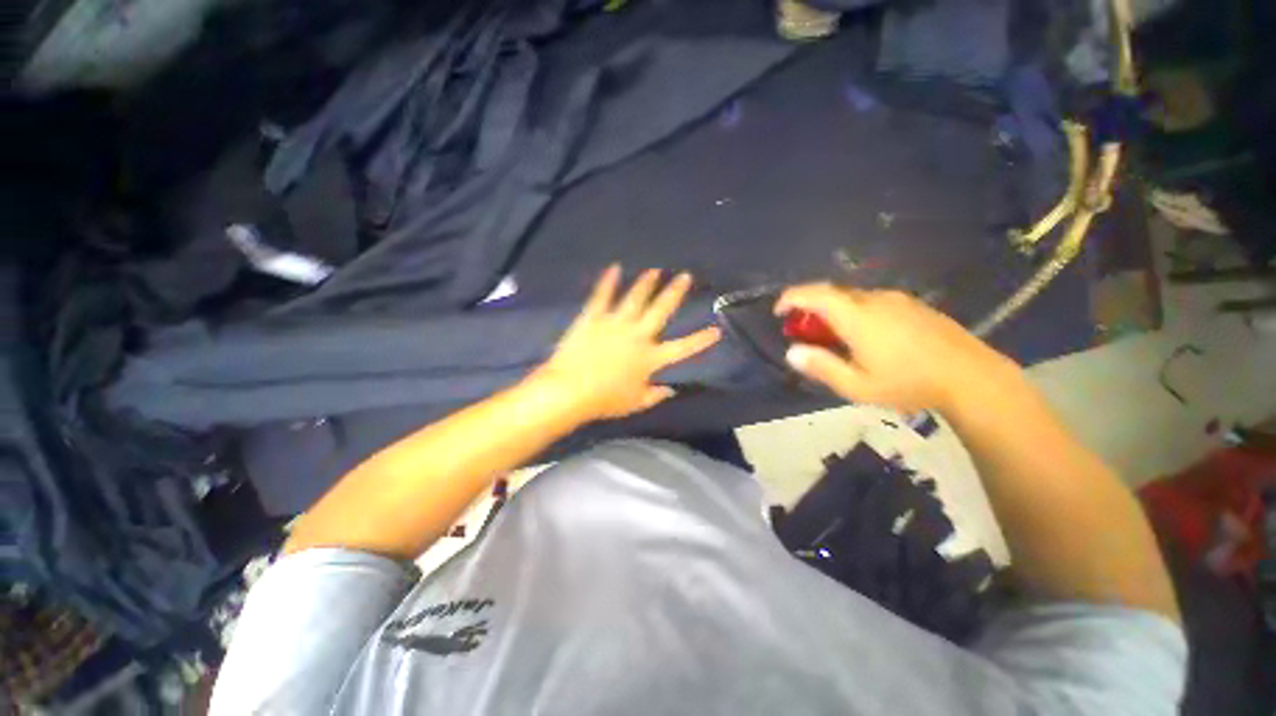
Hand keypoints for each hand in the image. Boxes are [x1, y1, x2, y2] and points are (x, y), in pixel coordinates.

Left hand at [531, 266, 720, 421]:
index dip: (701, 340)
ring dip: (646, 283)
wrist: (570, 391)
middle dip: (675, 292)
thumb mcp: (636, 403)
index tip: (717, 330)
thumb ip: (656, 395)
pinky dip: (607, 282)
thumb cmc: (605, 400)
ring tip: (655, 270)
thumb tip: (672, 390)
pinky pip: (602, 296)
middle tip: (685, 276)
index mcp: (651, 358)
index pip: (683, 348)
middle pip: (661, 310)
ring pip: (635, 298)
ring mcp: (615, 324)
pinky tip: (614, 268)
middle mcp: (638, 336)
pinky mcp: (593, 318)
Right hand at [775, 284, 1020, 413]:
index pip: (815, 295)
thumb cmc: (909, 383)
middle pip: (832, 293)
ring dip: (833, 310)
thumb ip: (821, 367)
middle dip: (809, 306)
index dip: (791, 297)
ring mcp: (896, 300)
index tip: (778, 311)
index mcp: (857, 316)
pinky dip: (854, 311)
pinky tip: (863, 335)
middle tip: (802, 328)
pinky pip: (872, 301)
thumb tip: (791, 353)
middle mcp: (874, 300)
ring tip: (832, 336)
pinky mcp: (912, 305)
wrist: (971, 377)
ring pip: (853, 297)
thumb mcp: (857, 386)